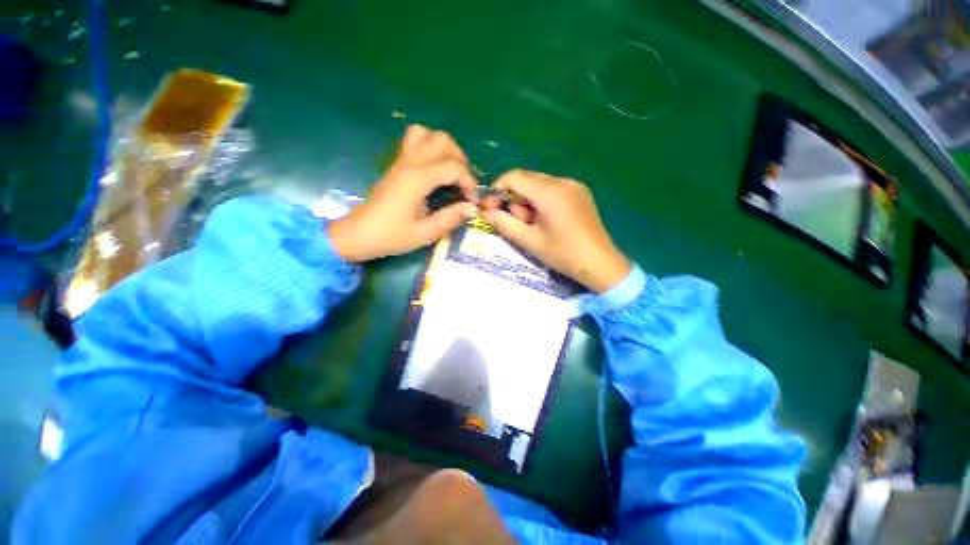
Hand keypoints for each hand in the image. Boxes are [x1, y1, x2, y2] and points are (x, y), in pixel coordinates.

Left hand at [329, 125, 478, 261]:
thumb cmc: (391, 236)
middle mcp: (410, 163)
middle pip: (442, 141)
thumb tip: (472, 208)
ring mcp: (401, 160)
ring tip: (451, 171)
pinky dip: (430, 147)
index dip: (469, 182)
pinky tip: (434, 169)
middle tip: (464, 183)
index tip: (473, 201)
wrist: (358, 233)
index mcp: (418, 179)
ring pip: (427, 134)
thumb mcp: (425, 233)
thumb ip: (450, 218)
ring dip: (445, 149)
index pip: (453, 167)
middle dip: (460, 160)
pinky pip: (414, 140)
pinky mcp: (396, 164)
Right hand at [482, 170, 629, 292]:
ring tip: (533, 224)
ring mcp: (574, 185)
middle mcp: (563, 181)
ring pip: (538, 183)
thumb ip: (504, 224)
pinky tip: (546, 220)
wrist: (600, 264)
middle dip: (513, 197)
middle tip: (515, 221)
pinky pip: (552, 188)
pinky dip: (541, 200)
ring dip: (527, 200)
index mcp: (550, 192)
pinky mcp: (580, 191)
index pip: (513, 177)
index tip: (492, 208)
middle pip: (526, 178)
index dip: (497, 190)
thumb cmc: (563, 255)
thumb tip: (486, 212)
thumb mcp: (529, 241)